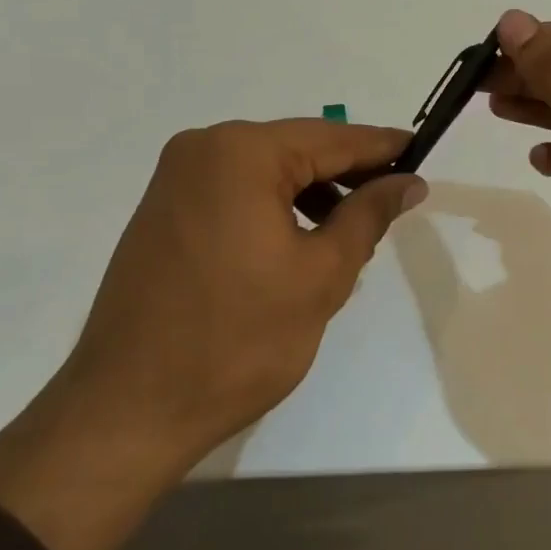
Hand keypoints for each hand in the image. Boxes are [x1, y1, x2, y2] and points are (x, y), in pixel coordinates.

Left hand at [0, 119, 423, 549]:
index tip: (421, 152)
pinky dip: (275, 207)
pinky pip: (236, 191)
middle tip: (395, 196)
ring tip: (352, 230)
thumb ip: (369, 215)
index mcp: (240, 153)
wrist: (129, 410)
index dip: (382, 147)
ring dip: (312, 193)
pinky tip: (302, 240)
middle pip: (297, 149)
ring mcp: (175, 179)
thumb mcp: (322, 275)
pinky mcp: (164, 211)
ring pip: (267, 171)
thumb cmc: (238, 340)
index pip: (331, 139)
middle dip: (347, 173)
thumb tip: (409, 181)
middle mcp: (202, 149)